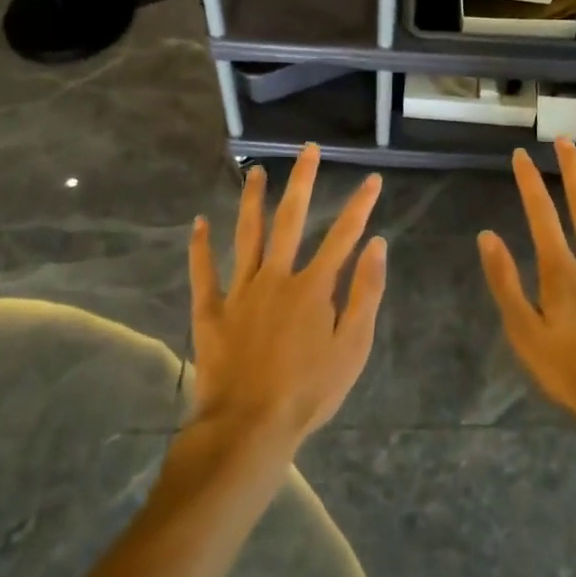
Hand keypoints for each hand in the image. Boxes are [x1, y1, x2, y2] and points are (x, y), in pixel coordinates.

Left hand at [187, 144, 387, 454]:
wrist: (249, 427)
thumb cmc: (309, 391)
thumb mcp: (352, 347)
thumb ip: (365, 292)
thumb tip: (376, 243)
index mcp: (314, 286)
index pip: (343, 235)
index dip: (360, 205)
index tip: (371, 178)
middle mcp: (277, 276)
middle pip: (291, 219)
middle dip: (303, 181)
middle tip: (307, 149)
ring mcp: (241, 291)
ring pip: (247, 234)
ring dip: (252, 200)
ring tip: (255, 171)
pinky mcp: (212, 311)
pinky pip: (204, 272)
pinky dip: (200, 246)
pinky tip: (198, 222)